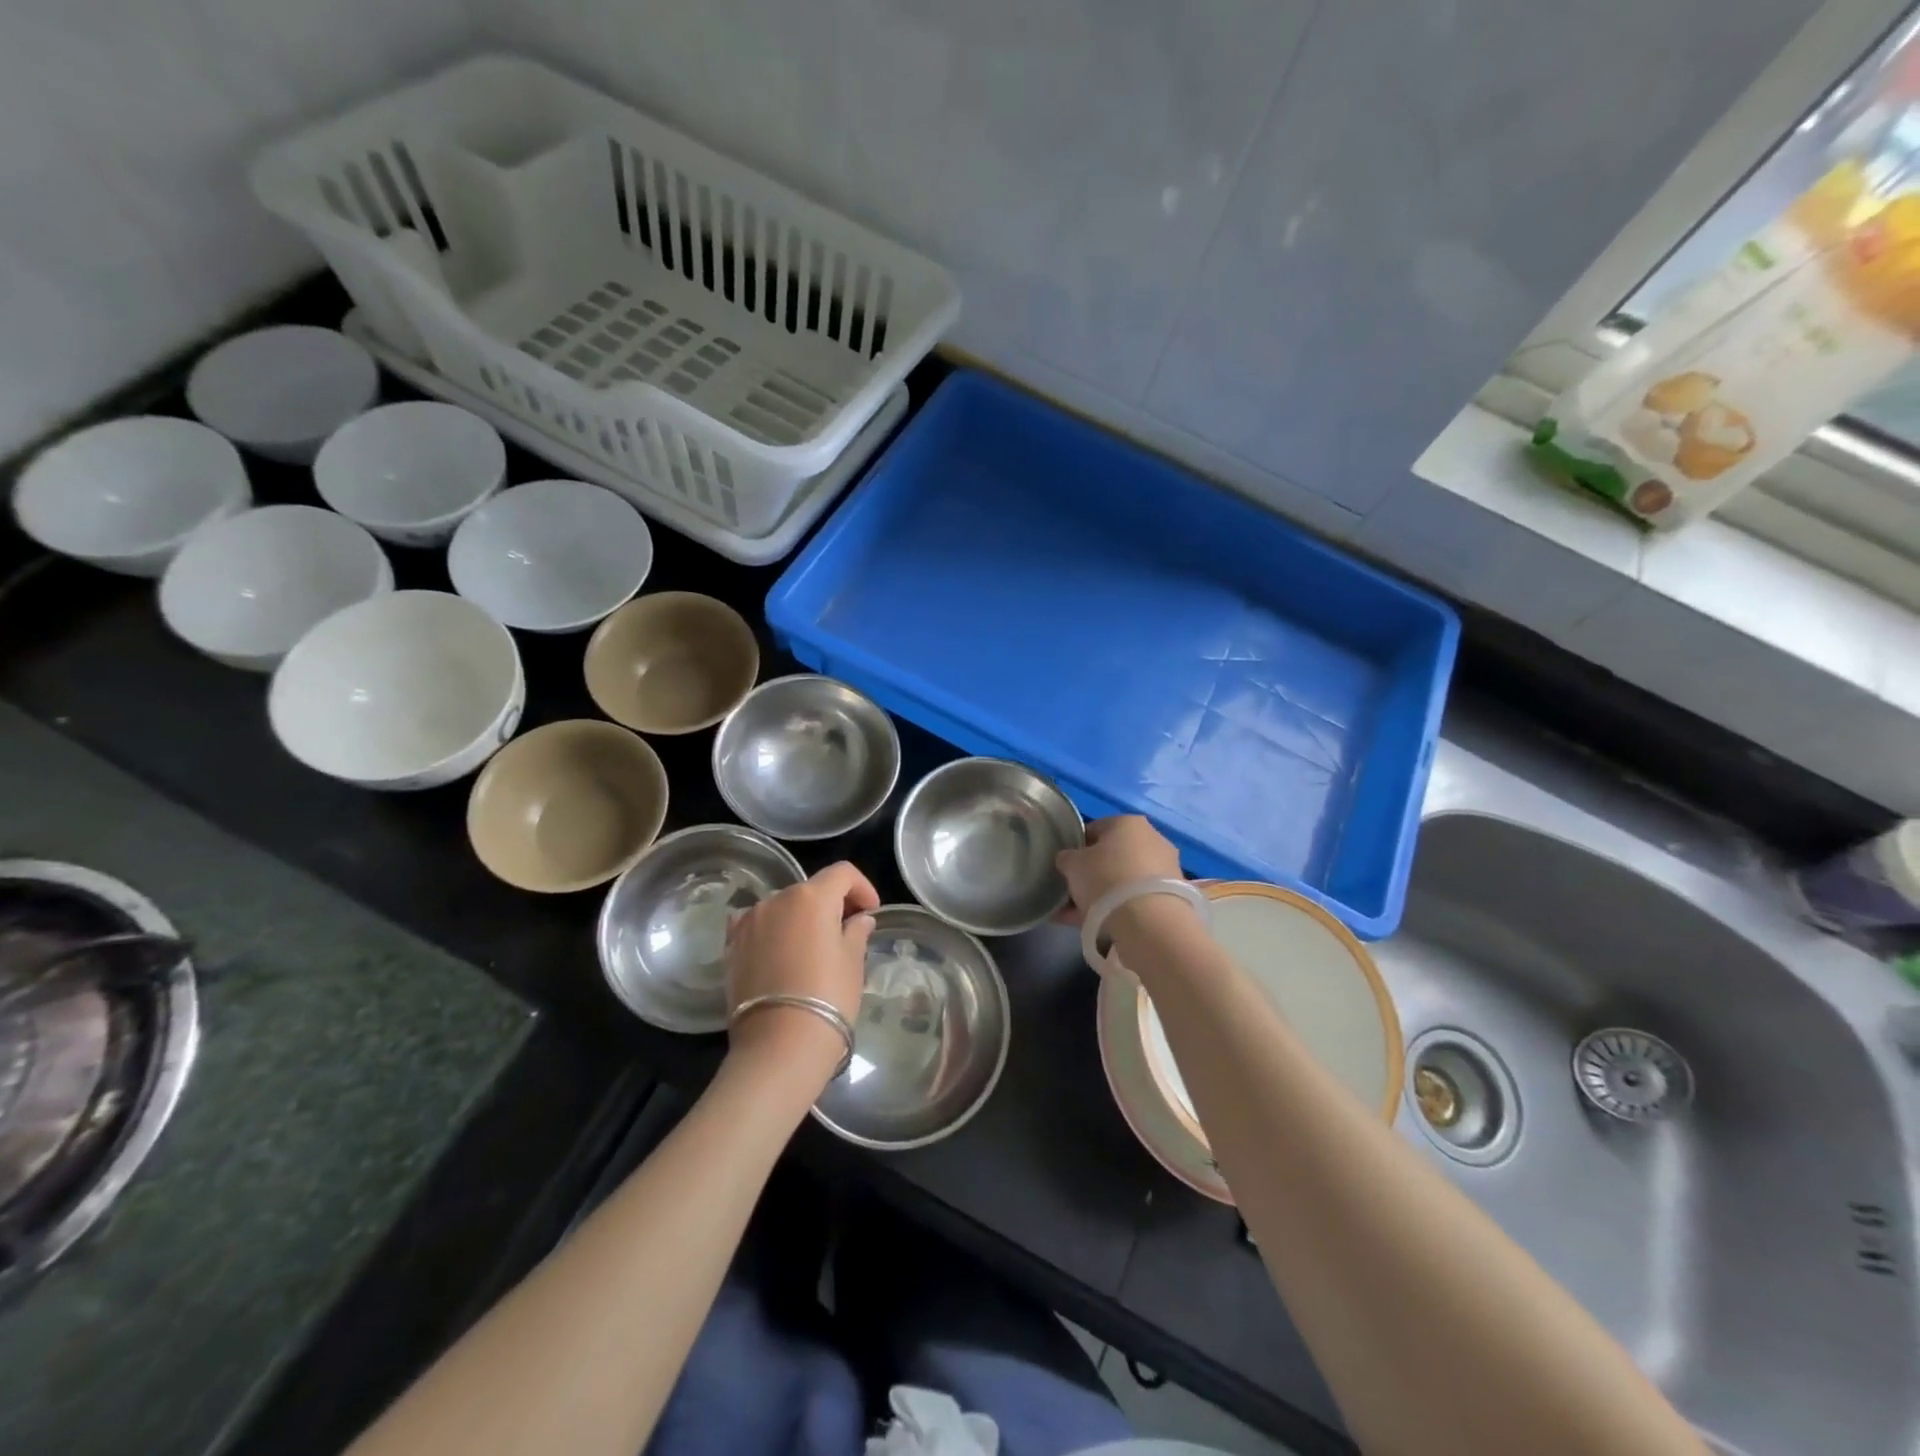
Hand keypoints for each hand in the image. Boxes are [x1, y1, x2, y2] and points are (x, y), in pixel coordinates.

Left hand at [725, 862, 877, 1081]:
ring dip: (801, 918)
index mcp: (812, 897)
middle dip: (831, 904)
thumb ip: (856, 932)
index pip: (843, 873)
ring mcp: (749, 921)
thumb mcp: (853, 962)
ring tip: (813, 947)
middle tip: (847, 932)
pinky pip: (755, 924)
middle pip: (811, 889)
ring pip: (782, 907)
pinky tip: (780, 951)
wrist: (779, 1046)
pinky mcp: (731, 946)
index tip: (872, 912)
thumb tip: (859, 920)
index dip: (862, 887)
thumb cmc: (828, 998)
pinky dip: (771, 929)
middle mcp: (777, 899)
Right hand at [1054, 816, 1183, 924]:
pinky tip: (1098, 924)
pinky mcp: (1172, 895)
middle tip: (1073, 893)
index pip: (1095, 829)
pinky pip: (1137, 898)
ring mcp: (1165, 868)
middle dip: (1091, 874)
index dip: (1076, 848)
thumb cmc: (1105, 878)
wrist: (1149, 921)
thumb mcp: (1072, 864)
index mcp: (1128, 822)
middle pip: (1112, 856)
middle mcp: (1152, 838)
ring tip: (1079, 916)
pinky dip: (1119, 907)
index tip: (1066, 867)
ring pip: (1124, 879)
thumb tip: (1068, 859)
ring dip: (1103, 894)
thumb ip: (1067, 858)